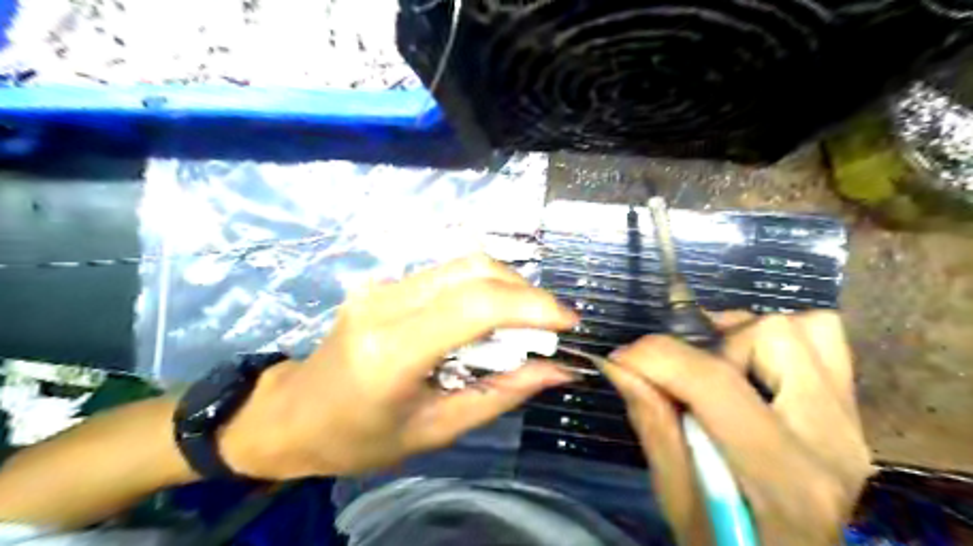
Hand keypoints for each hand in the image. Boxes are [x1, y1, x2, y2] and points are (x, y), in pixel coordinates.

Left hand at [220, 253, 575, 476]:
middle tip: (551, 326)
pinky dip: (482, 289)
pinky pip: (447, 274)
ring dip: (506, 287)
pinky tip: (491, 317)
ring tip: (527, 323)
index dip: (532, 306)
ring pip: (463, 264)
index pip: (475, 306)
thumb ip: (502, 393)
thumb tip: (559, 370)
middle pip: (473, 270)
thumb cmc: (360, 438)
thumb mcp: (437, 429)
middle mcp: (385, 303)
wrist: (293, 415)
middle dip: (525, 292)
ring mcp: (381, 285)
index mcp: (391, 350)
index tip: (569, 323)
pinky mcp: (384, 282)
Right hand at [605, 311, 870, 544]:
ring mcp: (851, 422)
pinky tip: (746, 367)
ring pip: (805, 329)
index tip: (622, 359)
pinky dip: (775, 340)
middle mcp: (831, 439)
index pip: (716, 384)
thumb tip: (620, 366)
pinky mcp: (850, 412)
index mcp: (786, 478)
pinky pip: (824, 343)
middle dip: (708, 344)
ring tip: (714, 364)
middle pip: (771, 337)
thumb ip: (654, 427)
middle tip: (679, 372)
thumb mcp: (679, 504)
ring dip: (745, 335)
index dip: (658, 357)